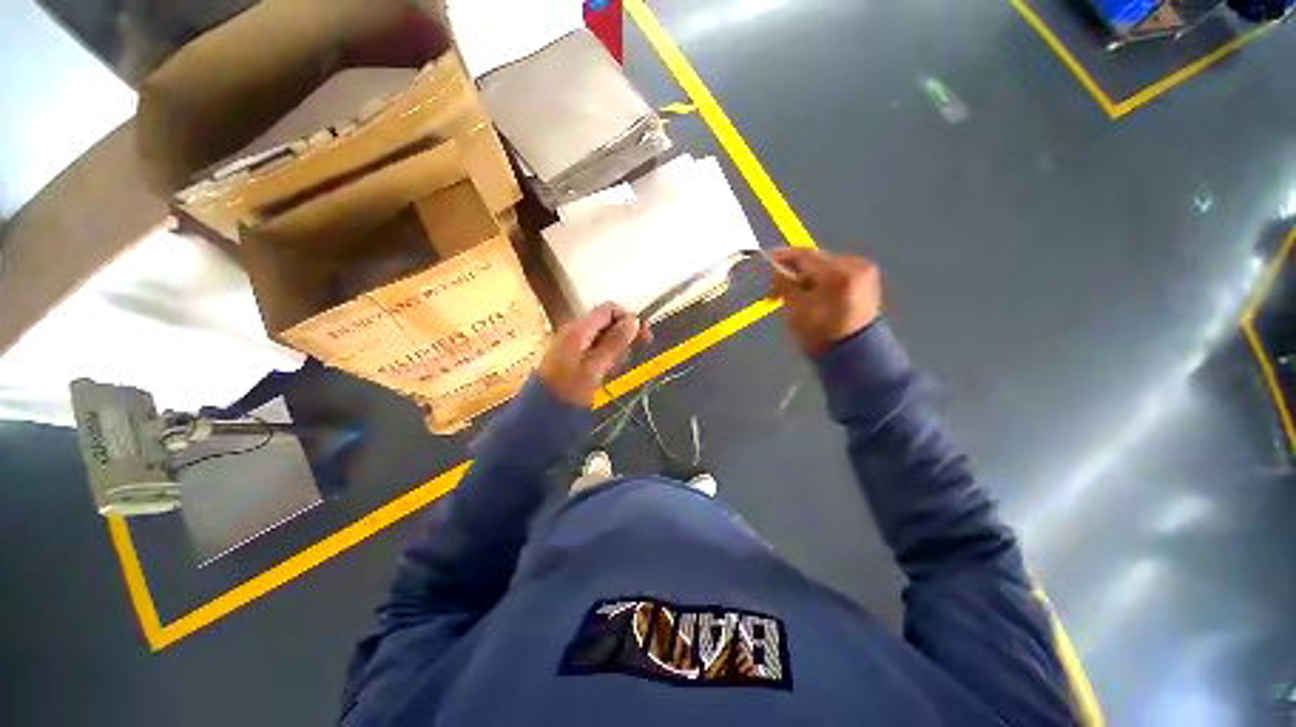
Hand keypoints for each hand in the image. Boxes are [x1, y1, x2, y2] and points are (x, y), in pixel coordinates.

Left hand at [539, 303, 649, 405]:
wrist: (540, 411)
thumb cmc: (569, 390)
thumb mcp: (596, 367)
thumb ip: (615, 342)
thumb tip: (635, 320)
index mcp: (579, 329)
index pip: (610, 309)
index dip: (629, 319)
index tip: (644, 338)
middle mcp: (575, 329)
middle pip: (607, 321)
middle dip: (622, 337)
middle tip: (626, 359)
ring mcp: (571, 340)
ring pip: (602, 334)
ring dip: (614, 348)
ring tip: (613, 369)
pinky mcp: (571, 352)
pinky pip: (594, 346)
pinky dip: (604, 355)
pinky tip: (604, 371)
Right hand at [769, 248, 881, 356]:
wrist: (854, 355)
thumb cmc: (821, 334)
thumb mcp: (796, 309)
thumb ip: (785, 285)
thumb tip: (777, 270)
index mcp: (839, 273)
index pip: (806, 256)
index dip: (784, 256)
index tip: (768, 257)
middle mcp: (856, 266)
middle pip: (817, 260)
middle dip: (796, 269)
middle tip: (777, 280)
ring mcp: (864, 272)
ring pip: (826, 266)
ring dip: (808, 275)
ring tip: (792, 289)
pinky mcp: (866, 281)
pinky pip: (837, 273)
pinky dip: (822, 279)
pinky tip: (811, 290)